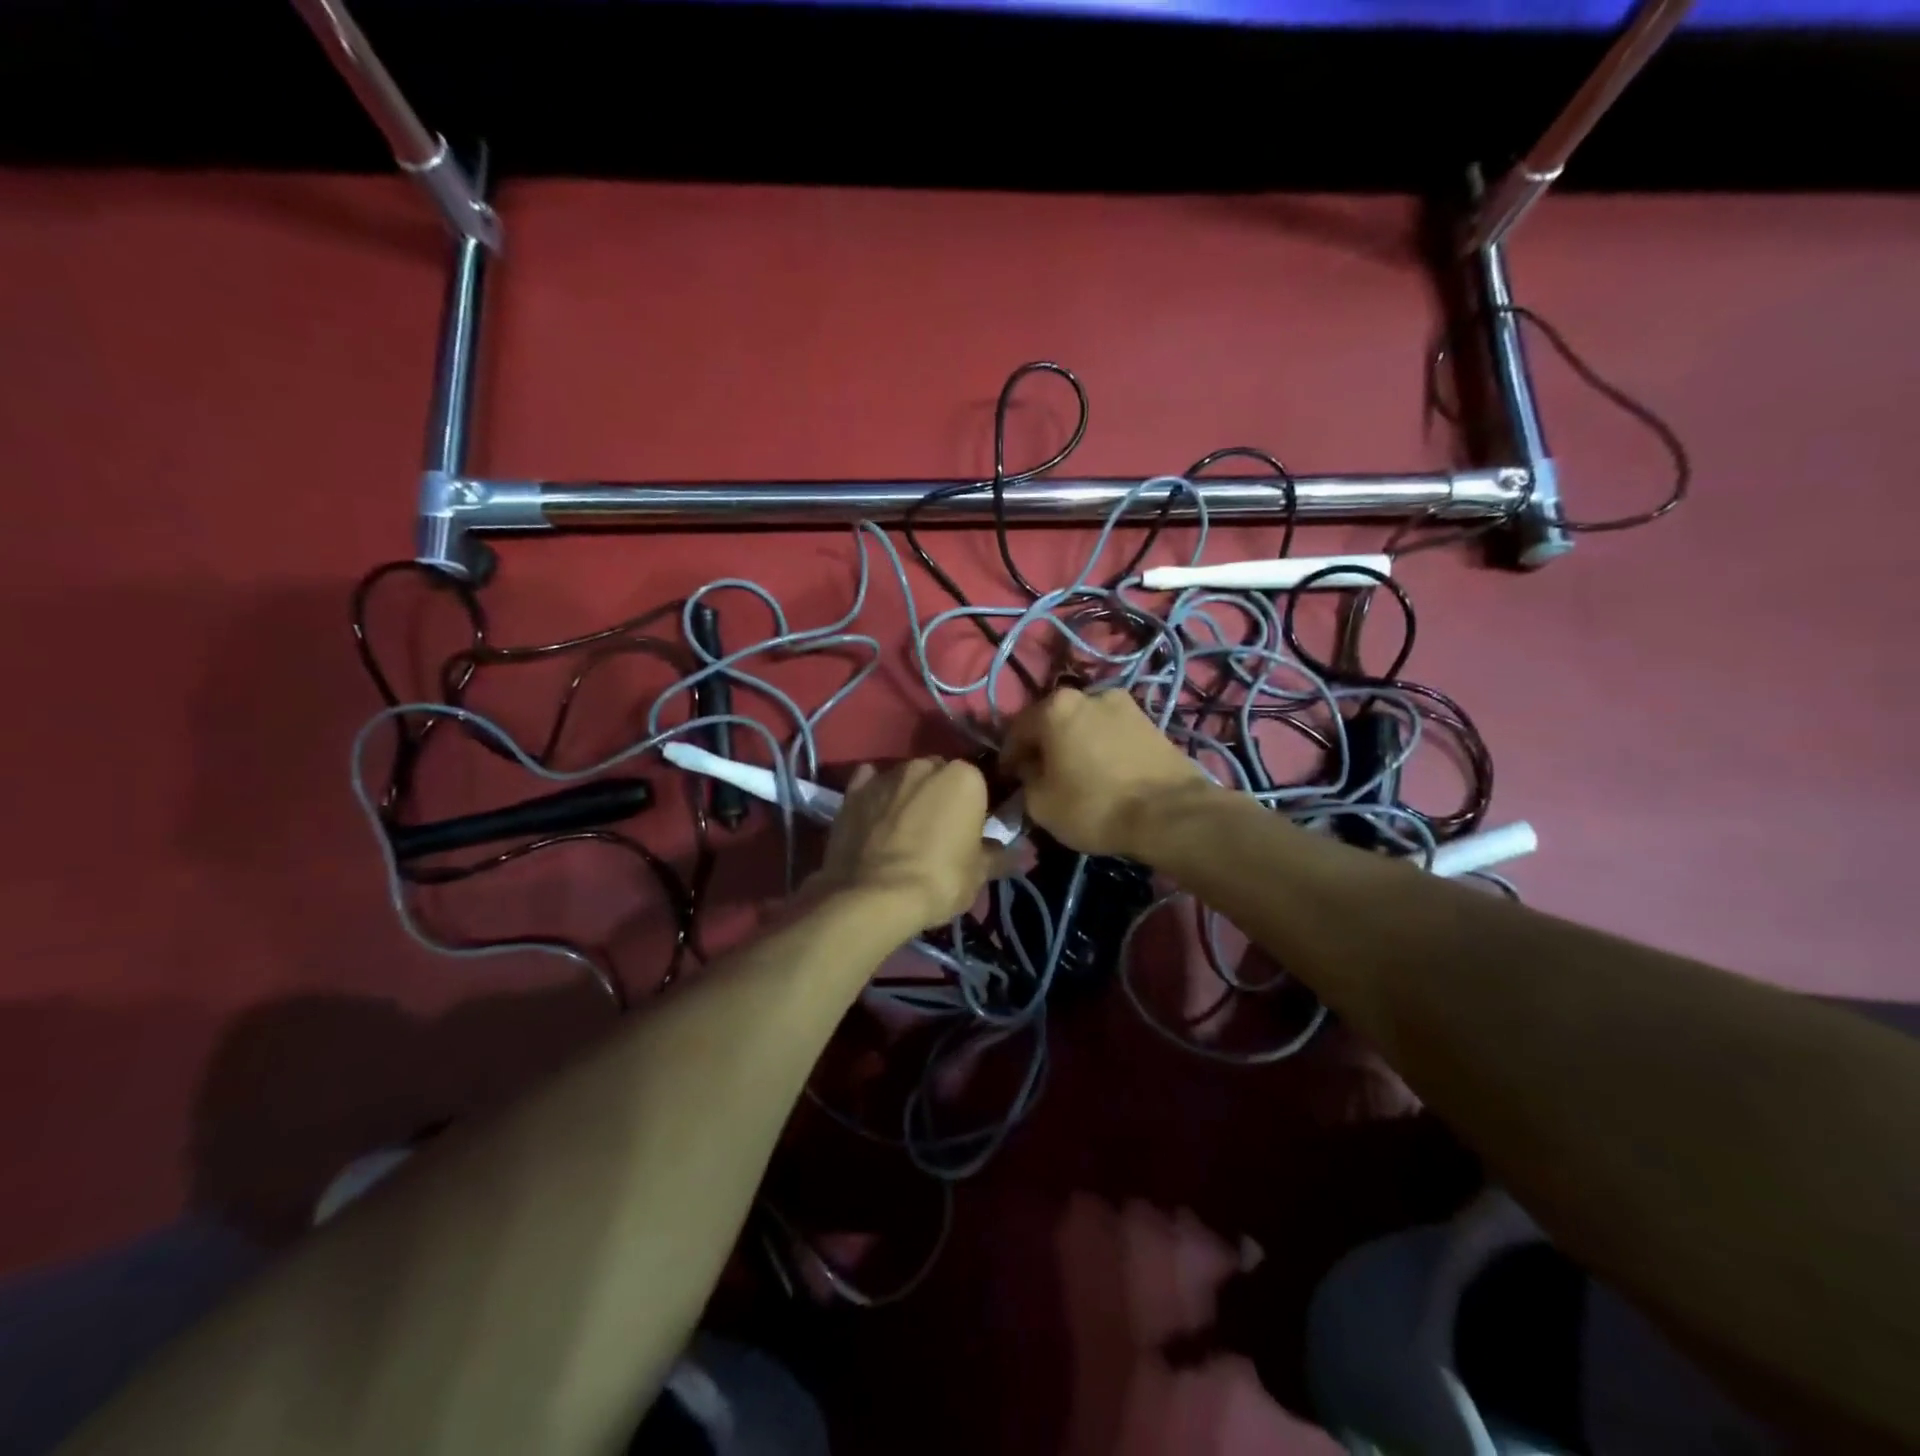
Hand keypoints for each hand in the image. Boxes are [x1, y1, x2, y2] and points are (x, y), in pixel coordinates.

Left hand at [814, 758, 1005, 930]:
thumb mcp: (979, 873)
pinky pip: (869, 784)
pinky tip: (875, 817)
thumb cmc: (940, 879)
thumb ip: (1001, 856)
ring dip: (908, 796)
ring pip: (905, 779)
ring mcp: (886, 775)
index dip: (975, 807)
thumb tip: (1025, 855)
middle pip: (940, 775)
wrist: (874, 896)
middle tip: (939, 831)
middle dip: (941, 795)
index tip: (971, 831)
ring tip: (904, 831)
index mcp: (964, 777)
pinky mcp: (853, 791)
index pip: (978, 783)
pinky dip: (874, 796)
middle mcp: (925, 765)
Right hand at [1000, 688, 1211, 856]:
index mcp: (1055, 707)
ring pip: (1085, 725)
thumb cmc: (1094, 806)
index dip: (1009, 756)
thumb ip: (1026, 781)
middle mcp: (1089, 694)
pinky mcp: (1151, 722)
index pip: (1017, 729)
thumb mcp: (1041, 804)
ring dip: (1075, 744)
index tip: (1008, 779)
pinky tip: (1103, 772)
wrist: (1170, 813)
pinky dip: (1101, 748)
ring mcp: (1124, 705)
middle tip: (1041, 774)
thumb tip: (1031, 771)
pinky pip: (1111, 734)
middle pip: (1054, 721)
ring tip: (1076, 773)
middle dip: (1044, 745)